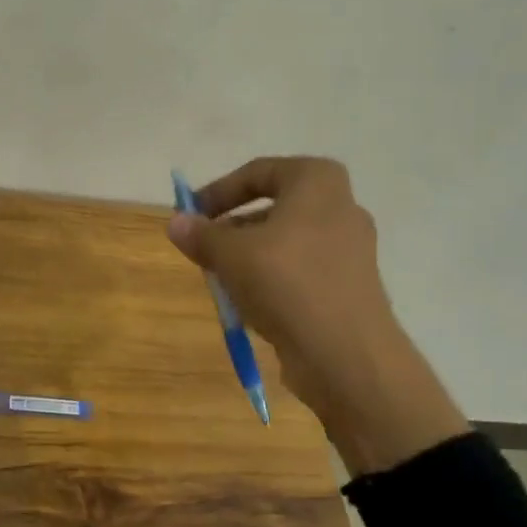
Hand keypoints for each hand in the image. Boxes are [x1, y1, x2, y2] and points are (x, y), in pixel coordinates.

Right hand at [166, 157, 468, 474]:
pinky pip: (301, 270)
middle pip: (274, 207)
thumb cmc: (286, 283)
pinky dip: (272, 278)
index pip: (259, 171)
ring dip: (249, 255)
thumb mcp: (229, 254)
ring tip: (219, 278)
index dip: (219, 191)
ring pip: (286, 241)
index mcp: (317, 182)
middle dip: (232, 226)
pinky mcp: (350, 286)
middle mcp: (340, 208)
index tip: (192, 214)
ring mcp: (350, 249)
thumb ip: (201, 234)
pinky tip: (248, 303)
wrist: (346, 354)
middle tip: (203, 247)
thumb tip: (176, 222)